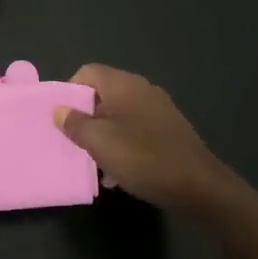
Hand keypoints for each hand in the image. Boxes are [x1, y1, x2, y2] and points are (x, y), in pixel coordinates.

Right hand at [53, 64, 230, 213]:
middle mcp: (142, 90)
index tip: (62, 118)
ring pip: (119, 114)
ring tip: (94, 160)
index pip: (88, 72)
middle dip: (85, 116)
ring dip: (103, 134)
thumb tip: (59, 110)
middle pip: (103, 93)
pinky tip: (118, 171)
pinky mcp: (169, 131)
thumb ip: (74, 123)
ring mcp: (159, 110)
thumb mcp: (98, 142)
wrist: (198, 186)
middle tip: (73, 140)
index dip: (69, 90)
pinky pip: (136, 130)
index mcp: (124, 85)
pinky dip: (122, 144)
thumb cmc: (142, 158)